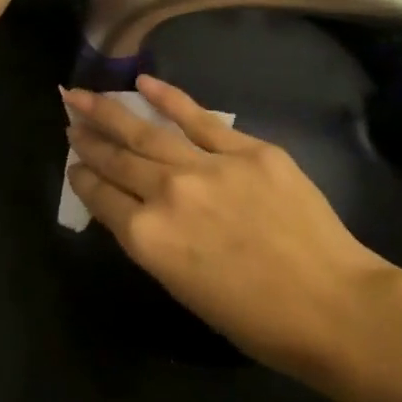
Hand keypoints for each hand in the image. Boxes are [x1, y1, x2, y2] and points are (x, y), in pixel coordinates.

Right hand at [63, 76, 398, 375]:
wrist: (331, 306)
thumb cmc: (255, 320)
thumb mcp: (184, 289)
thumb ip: (155, 243)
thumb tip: (139, 210)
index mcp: (147, 239)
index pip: (100, 197)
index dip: (82, 177)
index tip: (73, 163)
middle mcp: (166, 194)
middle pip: (117, 159)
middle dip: (88, 138)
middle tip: (69, 117)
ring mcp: (206, 166)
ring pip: (146, 132)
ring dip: (111, 112)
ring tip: (84, 95)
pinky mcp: (247, 150)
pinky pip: (198, 118)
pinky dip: (168, 98)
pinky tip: (143, 82)